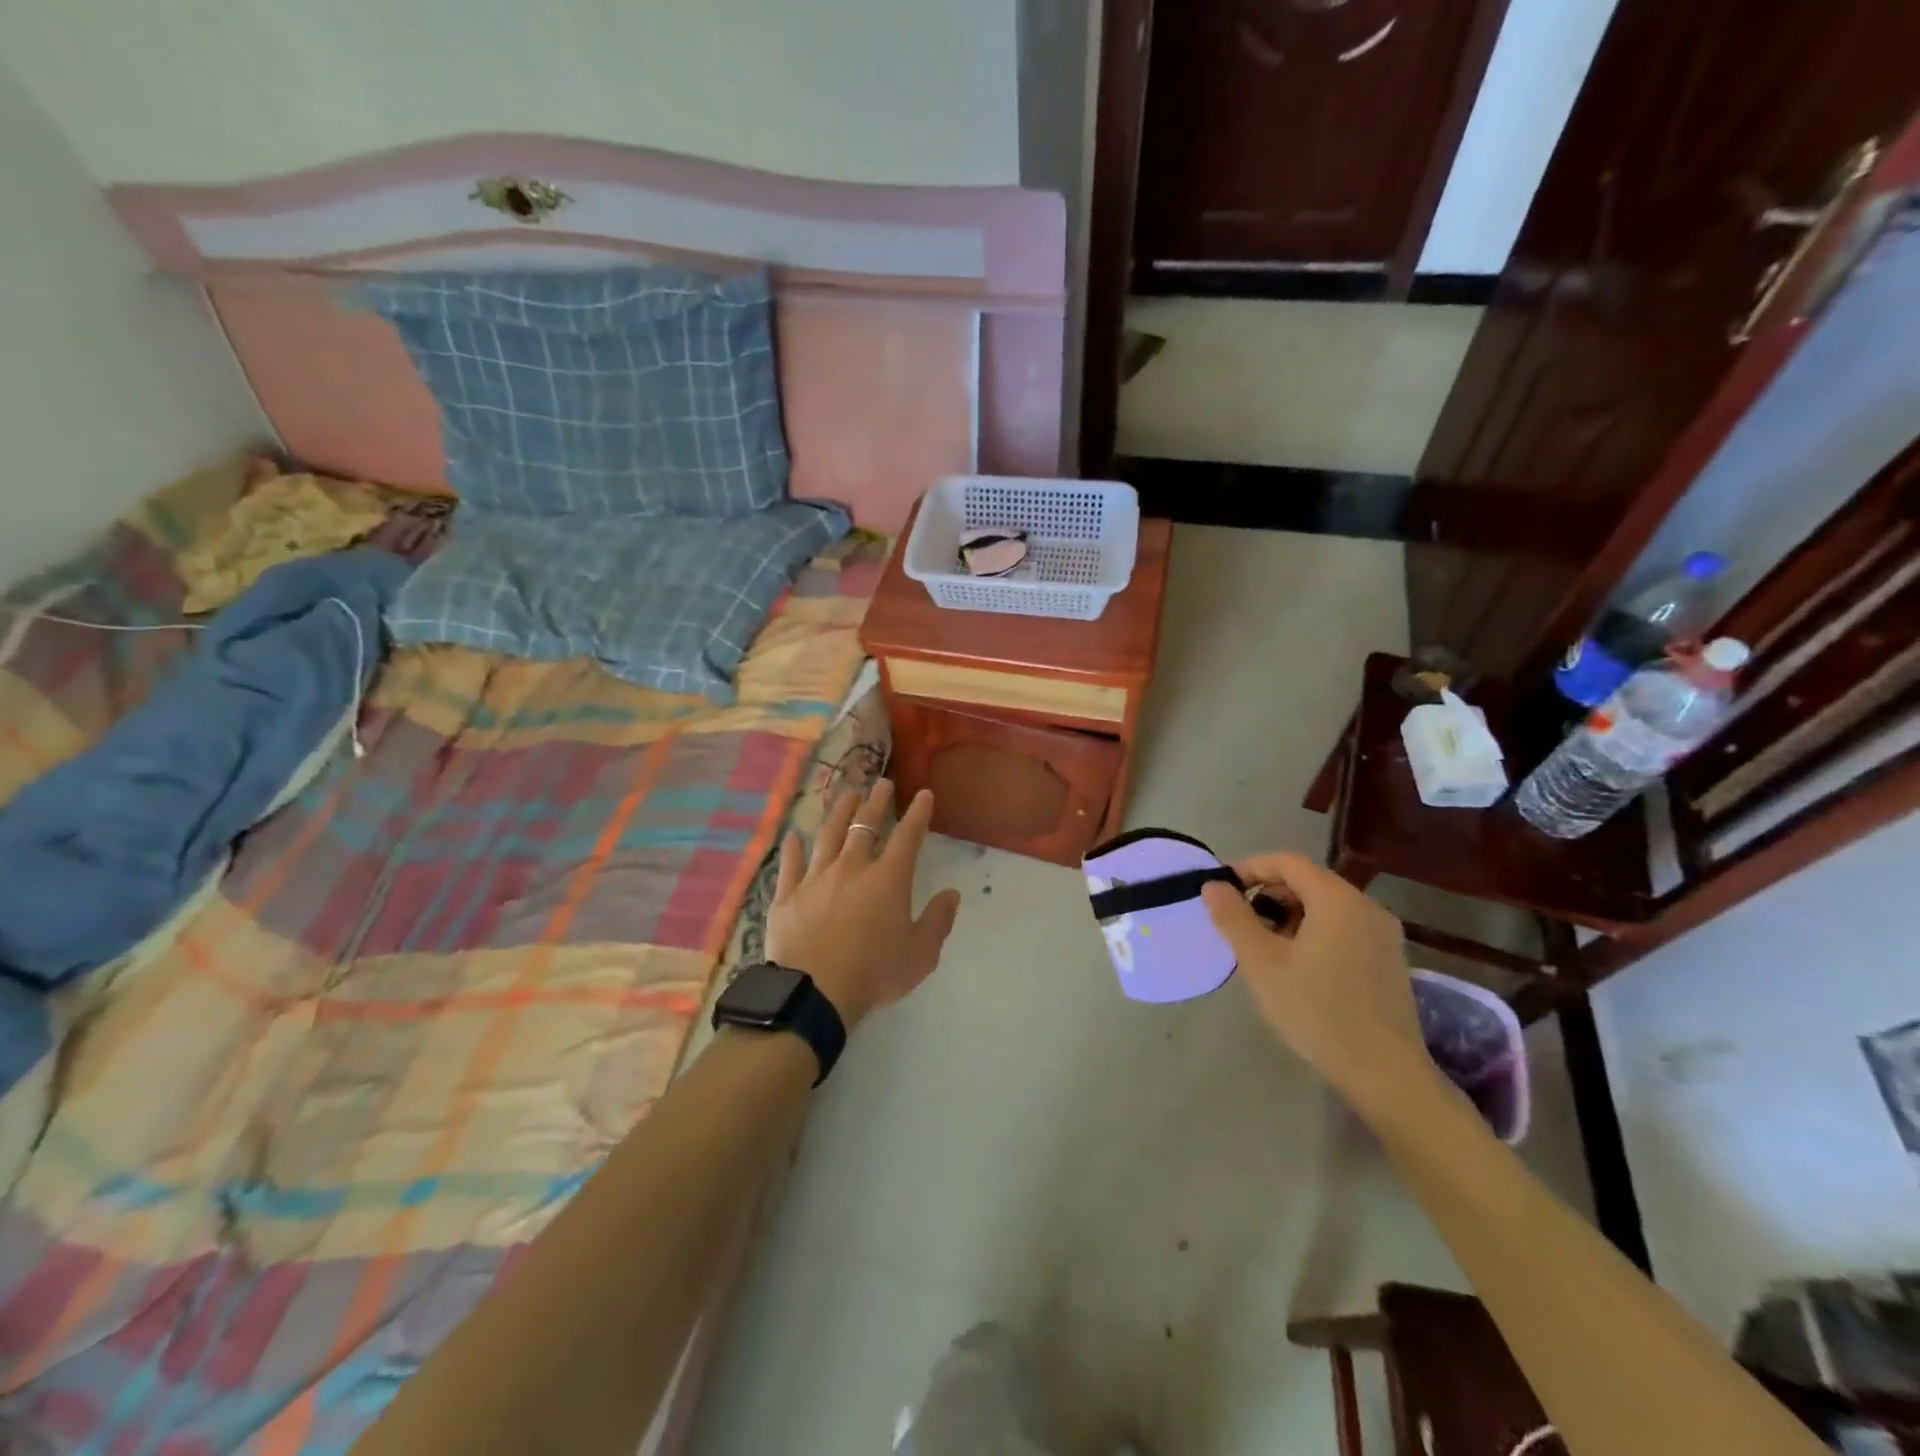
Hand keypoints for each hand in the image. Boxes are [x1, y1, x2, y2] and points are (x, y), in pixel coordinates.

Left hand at [765, 780, 961, 1029]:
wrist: (815, 992)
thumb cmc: (875, 973)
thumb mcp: (920, 954)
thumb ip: (938, 921)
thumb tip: (952, 894)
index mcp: (889, 878)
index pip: (908, 836)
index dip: (918, 813)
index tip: (924, 794)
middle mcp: (852, 867)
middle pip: (866, 825)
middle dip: (877, 801)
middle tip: (882, 783)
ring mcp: (816, 878)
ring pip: (828, 835)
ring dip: (839, 812)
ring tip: (846, 794)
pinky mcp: (788, 895)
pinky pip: (790, 864)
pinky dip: (792, 848)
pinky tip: (792, 836)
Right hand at [1201, 852, 1436, 1111]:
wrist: (1385, 1074)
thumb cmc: (1317, 1011)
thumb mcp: (1262, 963)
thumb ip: (1234, 917)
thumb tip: (1213, 886)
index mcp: (1337, 899)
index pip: (1286, 862)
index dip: (1249, 868)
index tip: (1221, 890)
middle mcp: (1367, 907)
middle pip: (1308, 882)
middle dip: (1268, 896)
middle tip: (1240, 926)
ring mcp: (1384, 935)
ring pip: (1326, 907)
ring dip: (1289, 917)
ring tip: (1265, 951)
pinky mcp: (1390, 961)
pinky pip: (1344, 929)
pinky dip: (1314, 934)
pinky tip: (1299, 969)